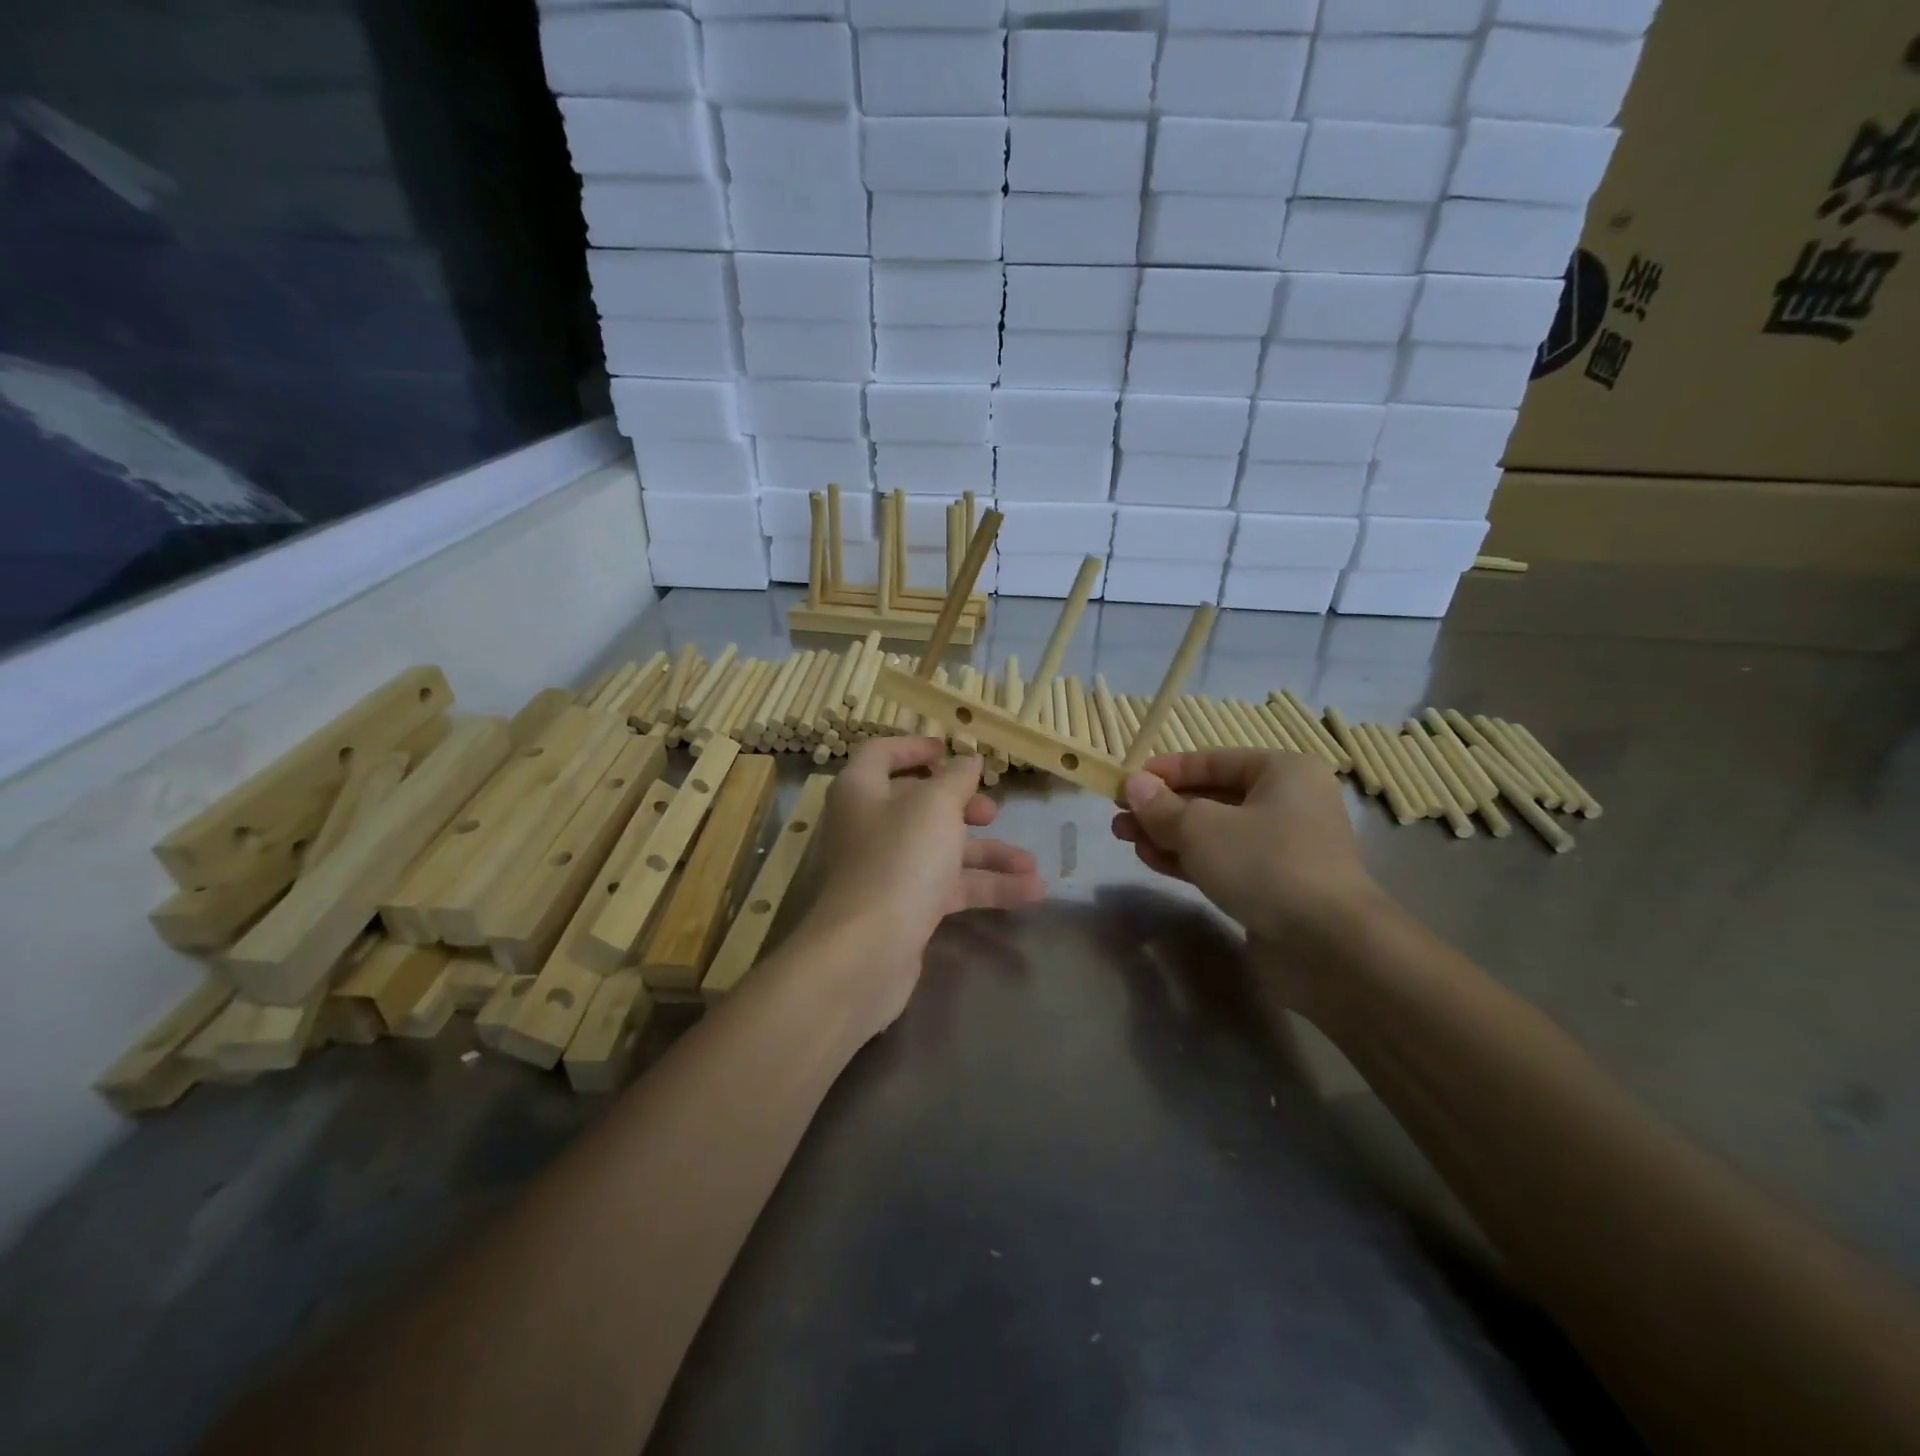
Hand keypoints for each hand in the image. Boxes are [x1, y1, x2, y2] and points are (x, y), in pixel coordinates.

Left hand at [803, 737, 1043, 1033]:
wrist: (869, 951)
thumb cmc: (899, 859)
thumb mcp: (936, 806)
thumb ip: (957, 779)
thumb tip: (967, 760)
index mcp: (862, 790)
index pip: (881, 754)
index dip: (915, 747)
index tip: (952, 750)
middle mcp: (870, 826)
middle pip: (918, 804)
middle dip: (962, 806)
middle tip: (992, 812)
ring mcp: (887, 868)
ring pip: (942, 849)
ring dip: (987, 854)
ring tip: (1032, 864)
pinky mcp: (905, 906)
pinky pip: (948, 885)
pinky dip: (985, 886)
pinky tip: (1030, 892)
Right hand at [1110, 750, 1385, 958]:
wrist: (1328, 946)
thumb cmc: (1264, 864)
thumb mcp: (1200, 827)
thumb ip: (1161, 806)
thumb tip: (1133, 784)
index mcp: (1282, 771)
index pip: (1213, 760)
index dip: (1166, 770)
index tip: (1126, 781)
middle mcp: (1287, 803)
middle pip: (1211, 797)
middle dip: (1162, 807)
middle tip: (1118, 816)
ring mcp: (1283, 847)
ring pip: (1213, 832)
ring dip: (1168, 834)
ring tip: (1125, 838)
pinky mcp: (1274, 886)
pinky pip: (1223, 861)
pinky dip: (1188, 859)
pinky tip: (1151, 860)